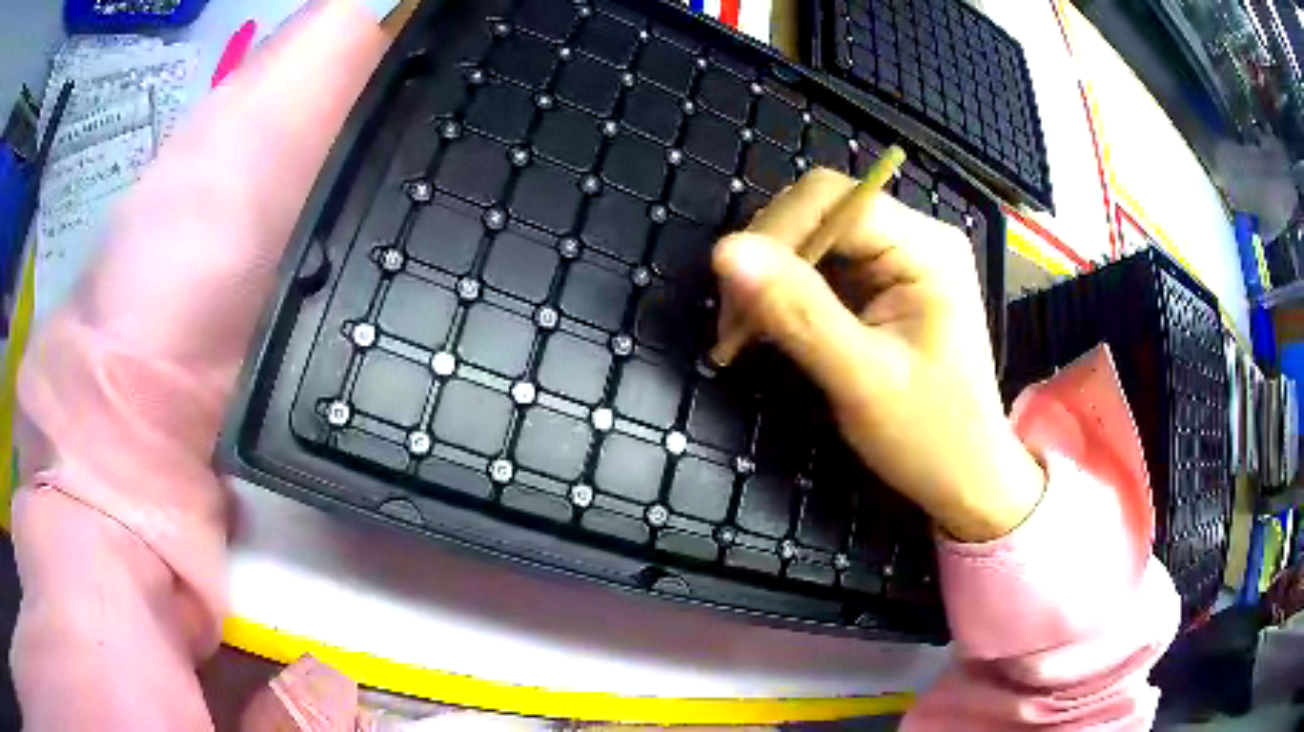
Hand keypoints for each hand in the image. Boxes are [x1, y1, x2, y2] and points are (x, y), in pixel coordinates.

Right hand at [712, 168, 1044, 541]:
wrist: (966, 478)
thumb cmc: (930, 436)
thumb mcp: (862, 379)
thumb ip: (798, 312)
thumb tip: (725, 251)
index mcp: (925, 247)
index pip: (832, 201)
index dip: (775, 234)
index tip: (735, 298)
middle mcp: (914, 238)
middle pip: (818, 212)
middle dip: (770, 259)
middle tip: (736, 324)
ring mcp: (899, 261)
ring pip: (813, 240)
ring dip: (773, 279)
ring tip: (747, 332)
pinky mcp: (883, 286)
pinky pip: (821, 269)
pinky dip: (788, 295)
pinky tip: (773, 329)